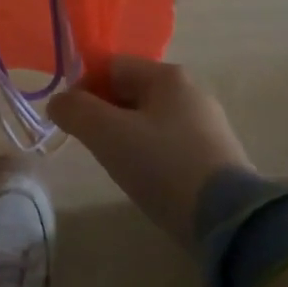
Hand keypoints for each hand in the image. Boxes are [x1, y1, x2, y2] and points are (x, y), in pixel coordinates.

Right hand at [48, 57, 255, 247]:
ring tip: (116, 165)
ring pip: (149, 119)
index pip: (112, 65)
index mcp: (168, 76)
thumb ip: (76, 111)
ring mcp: (207, 124)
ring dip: (124, 135)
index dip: (83, 87)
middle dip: (103, 113)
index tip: (70, 120)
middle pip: (131, 91)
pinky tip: (146, 179)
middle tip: (90, 145)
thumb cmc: (163, 166)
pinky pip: (169, 143)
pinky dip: (149, 154)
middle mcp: (191, 91)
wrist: (229, 220)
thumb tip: (58, 102)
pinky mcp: (216, 156)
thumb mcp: (108, 135)